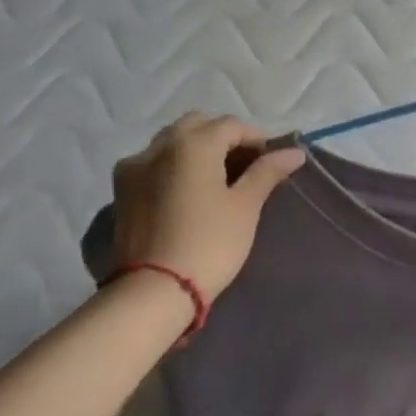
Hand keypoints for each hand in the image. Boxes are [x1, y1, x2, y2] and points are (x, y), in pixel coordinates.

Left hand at [109, 114, 305, 304]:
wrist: (153, 291)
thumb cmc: (210, 243)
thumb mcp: (245, 206)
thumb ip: (267, 172)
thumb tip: (294, 152)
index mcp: (193, 144)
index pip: (231, 125)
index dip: (256, 138)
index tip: (272, 161)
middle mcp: (159, 146)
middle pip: (197, 125)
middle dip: (223, 136)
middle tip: (245, 164)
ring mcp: (134, 167)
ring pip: (171, 141)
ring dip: (197, 147)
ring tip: (217, 177)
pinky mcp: (121, 190)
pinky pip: (153, 162)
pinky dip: (174, 164)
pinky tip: (188, 189)